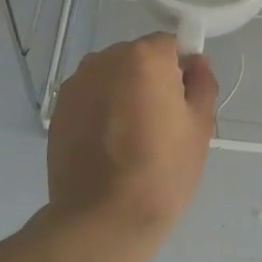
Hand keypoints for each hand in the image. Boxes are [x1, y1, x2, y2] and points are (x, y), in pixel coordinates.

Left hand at [46, 34, 218, 241]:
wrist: (104, 217)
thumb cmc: (163, 169)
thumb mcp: (200, 126)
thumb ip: (202, 84)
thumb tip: (196, 64)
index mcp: (143, 57)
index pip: (171, 45)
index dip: (182, 70)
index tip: (185, 101)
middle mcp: (104, 60)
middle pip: (138, 58)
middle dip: (151, 80)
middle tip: (162, 123)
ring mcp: (76, 84)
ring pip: (112, 78)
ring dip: (124, 94)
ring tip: (133, 138)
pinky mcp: (58, 110)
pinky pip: (91, 98)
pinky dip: (102, 111)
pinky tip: (109, 146)